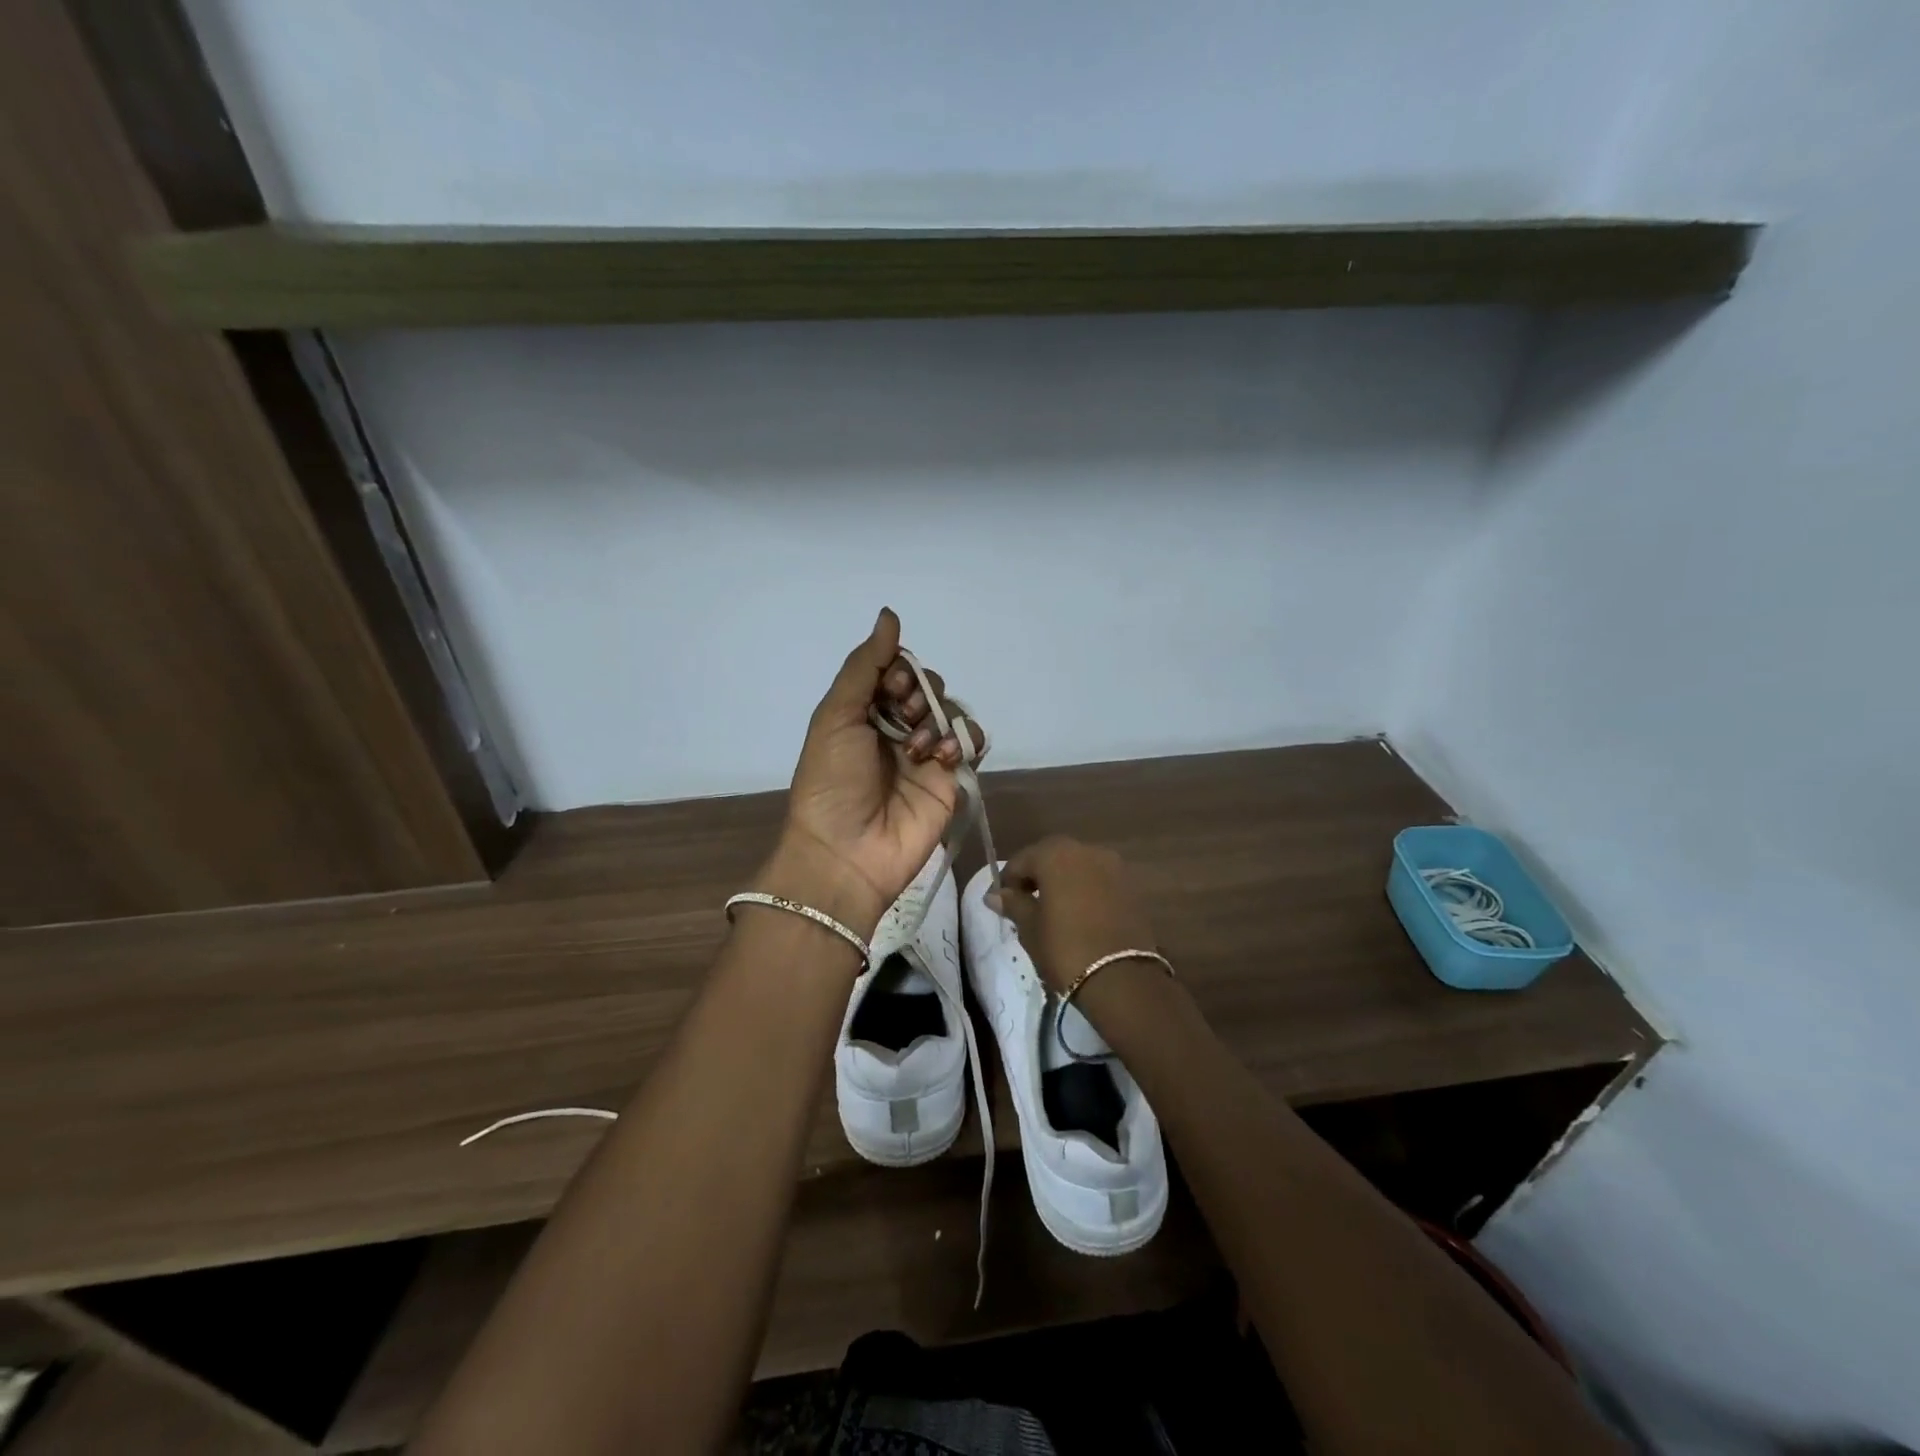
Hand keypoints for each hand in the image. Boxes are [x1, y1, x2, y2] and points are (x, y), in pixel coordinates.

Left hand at [768, 609, 980, 937]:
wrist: (847, 852)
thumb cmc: (832, 782)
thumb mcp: (836, 715)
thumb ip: (865, 666)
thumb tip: (890, 614)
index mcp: (863, 713)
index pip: (895, 672)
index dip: (900, 672)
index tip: (891, 688)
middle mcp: (894, 730)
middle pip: (926, 688)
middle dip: (920, 694)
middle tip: (904, 717)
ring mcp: (924, 756)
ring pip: (950, 712)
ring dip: (939, 719)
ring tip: (920, 748)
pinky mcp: (950, 781)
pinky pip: (970, 744)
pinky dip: (964, 742)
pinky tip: (945, 758)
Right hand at [990, 837, 1161, 997]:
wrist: (1122, 979)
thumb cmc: (1065, 949)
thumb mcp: (1031, 928)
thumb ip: (1014, 904)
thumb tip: (995, 895)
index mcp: (1056, 855)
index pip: (1022, 860)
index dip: (1008, 880)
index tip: (1001, 902)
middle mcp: (1086, 850)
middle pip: (1053, 857)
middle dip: (1037, 875)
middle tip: (1026, 903)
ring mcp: (1113, 866)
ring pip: (1078, 867)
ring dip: (1063, 881)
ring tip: (1053, 910)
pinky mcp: (1131, 886)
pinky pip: (1099, 880)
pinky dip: (1085, 890)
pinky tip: (1079, 914)